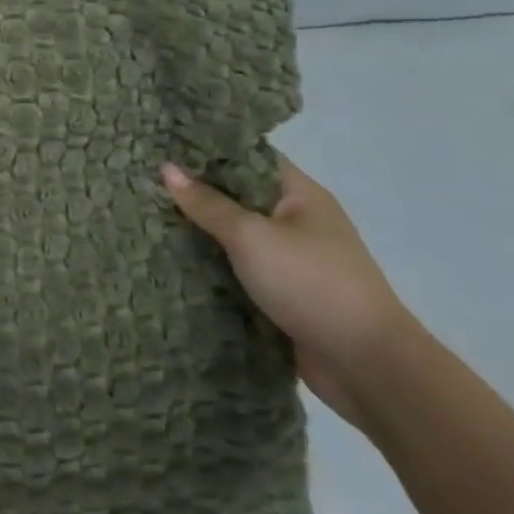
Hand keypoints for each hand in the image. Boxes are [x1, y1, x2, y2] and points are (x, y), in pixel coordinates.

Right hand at [162, 154, 415, 428]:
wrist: (368, 367)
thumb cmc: (312, 284)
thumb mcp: (252, 237)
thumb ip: (208, 204)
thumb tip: (167, 168)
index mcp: (300, 195)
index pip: (248, 156)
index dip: (207, 149)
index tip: (163, 146)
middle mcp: (298, 222)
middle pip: (238, 196)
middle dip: (196, 193)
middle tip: (145, 183)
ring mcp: (293, 260)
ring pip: (236, 236)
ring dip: (202, 234)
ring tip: (149, 219)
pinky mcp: (285, 295)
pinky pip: (240, 271)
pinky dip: (214, 268)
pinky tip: (175, 263)